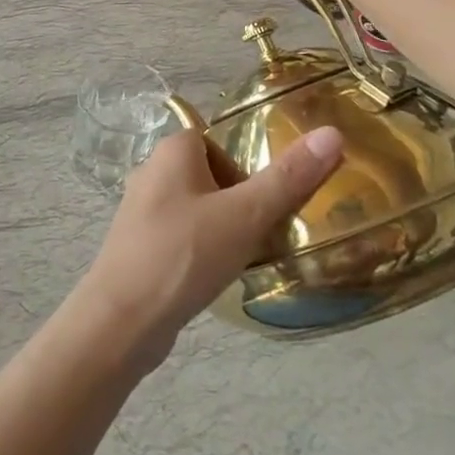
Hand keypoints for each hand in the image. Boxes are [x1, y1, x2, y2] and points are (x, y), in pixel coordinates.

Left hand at [74, 126, 344, 369]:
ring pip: (198, 208)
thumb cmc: (184, 255)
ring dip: (223, 228)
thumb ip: (288, 178)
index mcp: (173, 150)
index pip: (221, 142)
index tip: (269, 201)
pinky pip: (182, 235)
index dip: (248, 168)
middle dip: (240, 201)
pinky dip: (202, 249)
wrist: (121, 321)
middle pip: (212, 175)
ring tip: (246, 256)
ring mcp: (141, 211)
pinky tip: (215, 276)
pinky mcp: (138, 245)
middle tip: (264, 231)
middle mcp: (152, 171)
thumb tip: (332, 133)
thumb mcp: (245, 215)